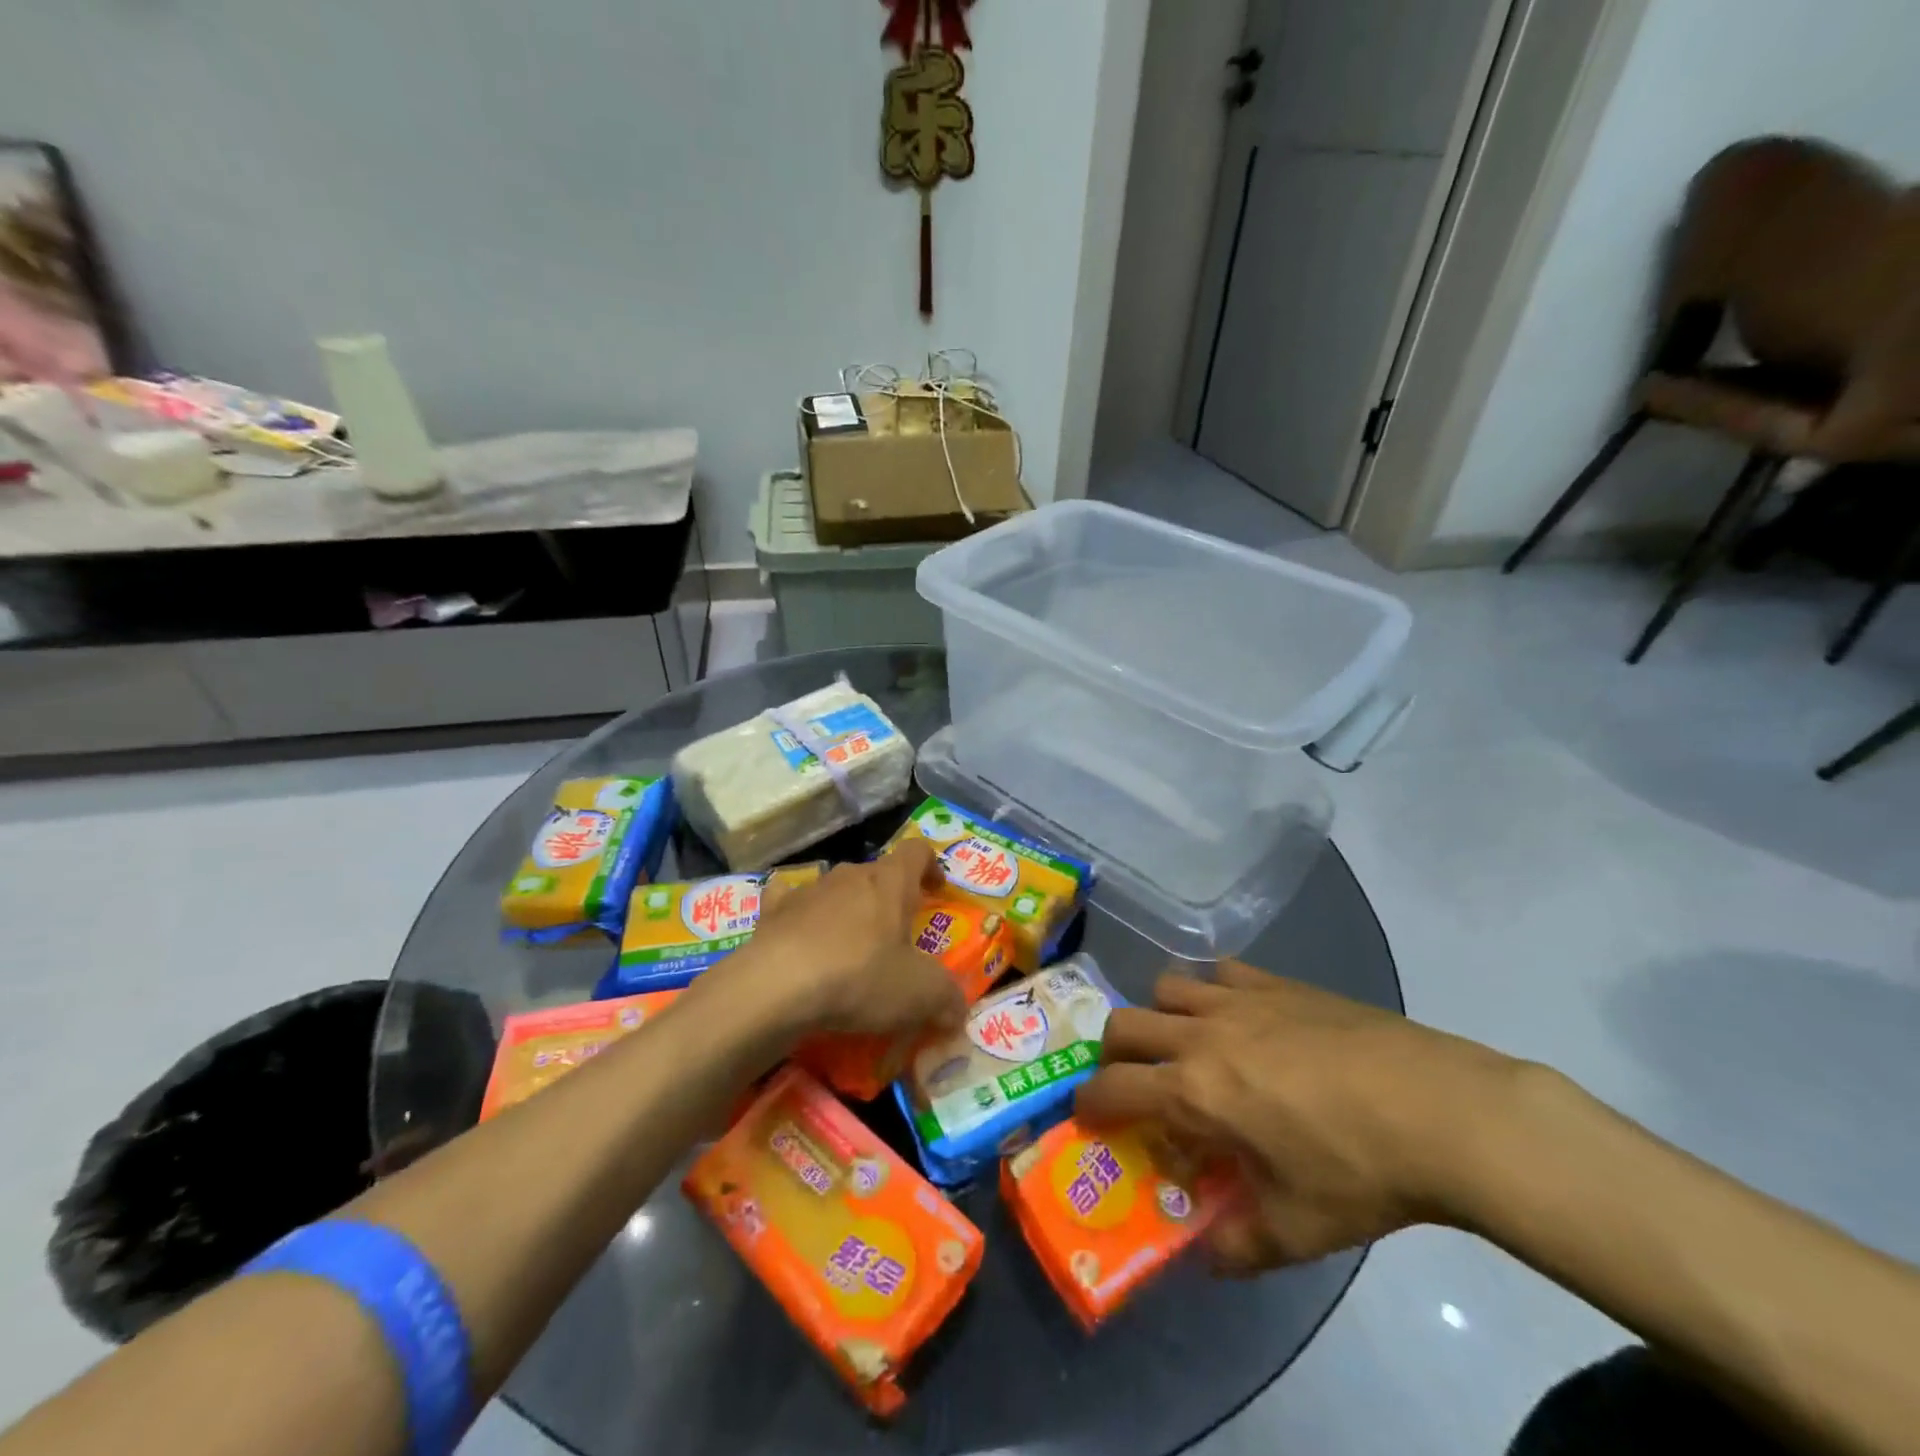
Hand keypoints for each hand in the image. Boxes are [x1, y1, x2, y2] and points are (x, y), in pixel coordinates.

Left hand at [710, 842, 966, 1044]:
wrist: (776, 987)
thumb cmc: (860, 978)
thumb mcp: (920, 994)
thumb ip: (947, 998)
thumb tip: (958, 1011)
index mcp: (890, 882)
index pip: (917, 852)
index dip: (931, 866)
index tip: (937, 890)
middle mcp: (850, 875)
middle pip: (877, 874)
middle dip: (889, 898)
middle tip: (896, 936)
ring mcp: (808, 890)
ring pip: (836, 890)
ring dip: (847, 910)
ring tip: (850, 949)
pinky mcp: (772, 911)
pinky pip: (789, 902)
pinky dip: (798, 915)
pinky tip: (798, 937)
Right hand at [1076, 961, 1520, 1270]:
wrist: (1438, 1109)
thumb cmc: (1359, 1172)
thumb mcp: (1297, 1230)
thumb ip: (1241, 1247)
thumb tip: (1210, 1259)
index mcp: (1194, 1092)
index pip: (1112, 1089)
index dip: (1088, 1104)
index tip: (1086, 1117)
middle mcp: (1201, 1036)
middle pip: (1124, 1024)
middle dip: (1113, 1054)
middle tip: (1135, 1082)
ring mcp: (1238, 1001)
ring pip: (1166, 987)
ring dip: (1160, 1015)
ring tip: (1187, 1044)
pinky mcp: (1277, 983)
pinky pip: (1221, 971)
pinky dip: (1213, 989)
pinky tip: (1240, 1015)